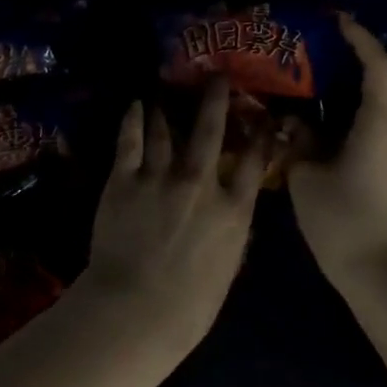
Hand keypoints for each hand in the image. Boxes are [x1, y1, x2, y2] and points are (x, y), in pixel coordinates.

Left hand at [86, 78, 266, 339]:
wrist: (135, 311)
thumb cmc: (189, 305)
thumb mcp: (228, 268)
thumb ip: (234, 233)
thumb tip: (236, 211)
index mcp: (233, 209)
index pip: (253, 161)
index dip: (259, 135)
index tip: (262, 116)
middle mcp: (200, 183)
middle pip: (210, 130)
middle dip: (216, 99)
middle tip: (217, 75)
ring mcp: (160, 178)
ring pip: (166, 131)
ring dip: (169, 109)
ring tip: (168, 90)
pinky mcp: (124, 180)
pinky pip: (130, 141)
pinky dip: (134, 120)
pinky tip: (136, 106)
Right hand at [288, 17, 386, 285]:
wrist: (377, 271)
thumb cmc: (341, 218)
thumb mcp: (306, 175)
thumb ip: (298, 140)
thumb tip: (293, 121)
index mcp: (379, 123)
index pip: (377, 66)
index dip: (359, 38)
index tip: (336, 20)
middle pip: (381, 81)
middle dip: (354, 58)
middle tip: (318, 45)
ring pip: (377, 105)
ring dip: (351, 87)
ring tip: (315, 77)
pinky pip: (373, 125)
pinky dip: (350, 111)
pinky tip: (323, 117)